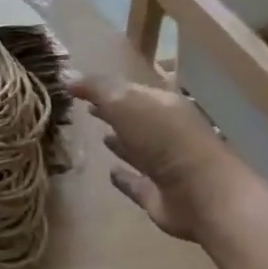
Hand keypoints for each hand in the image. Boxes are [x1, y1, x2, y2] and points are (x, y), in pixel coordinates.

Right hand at [69, 74, 234, 242]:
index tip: (76, 87)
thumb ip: (97, 89)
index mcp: (162, 105)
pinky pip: (136, 183)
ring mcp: (164, 165)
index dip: (104, 87)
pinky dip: (124, 178)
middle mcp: (165, 132)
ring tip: (98, 137)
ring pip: (137, 149)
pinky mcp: (158, 195)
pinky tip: (110, 173)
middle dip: (113, 113)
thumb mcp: (126, 103)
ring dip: (120, 143)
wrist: (202, 194)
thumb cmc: (165, 140)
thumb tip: (65, 73)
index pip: (130, 90)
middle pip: (135, 119)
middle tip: (86, 110)